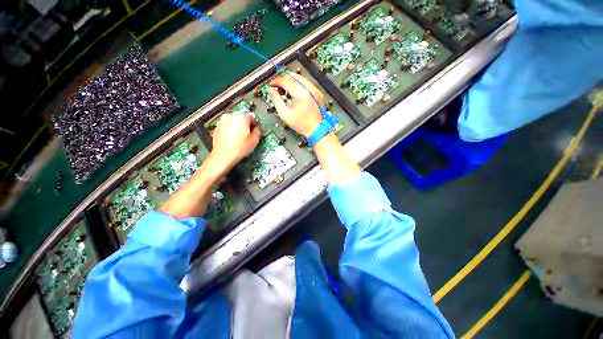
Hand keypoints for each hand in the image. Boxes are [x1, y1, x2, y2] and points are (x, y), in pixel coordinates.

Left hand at [206, 112, 260, 178]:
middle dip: (245, 125)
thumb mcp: (254, 140)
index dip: (255, 125)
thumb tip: (256, 128)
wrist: (223, 155)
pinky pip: (227, 126)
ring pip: (233, 122)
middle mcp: (231, 116)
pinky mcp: (217, 127)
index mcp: (241, 117)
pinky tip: (232, 139)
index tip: (255, 132)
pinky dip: (230, 130)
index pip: (252, 117)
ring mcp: (222, 121)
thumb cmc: (240, 148)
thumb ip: (258, 131)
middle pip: (242, 118)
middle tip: (248, 135)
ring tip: (239, 137)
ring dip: (237, 127)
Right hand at [268, 73, 324, 137]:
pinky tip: (294, 94)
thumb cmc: (303, 125)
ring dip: (290, 82)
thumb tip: (271, 90)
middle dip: (283, 80)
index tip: (272, 84)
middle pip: (293, 76)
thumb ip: (276, 100)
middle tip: (278, 87)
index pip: (286, 80)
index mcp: (301, 94)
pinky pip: (306, 83)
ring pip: (299, 77)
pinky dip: (298, 85)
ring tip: (286, 92)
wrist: (317, 130)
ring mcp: (315, 90)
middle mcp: (309, 89)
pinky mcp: (318, 92)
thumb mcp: (285, 115)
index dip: (276, 81)